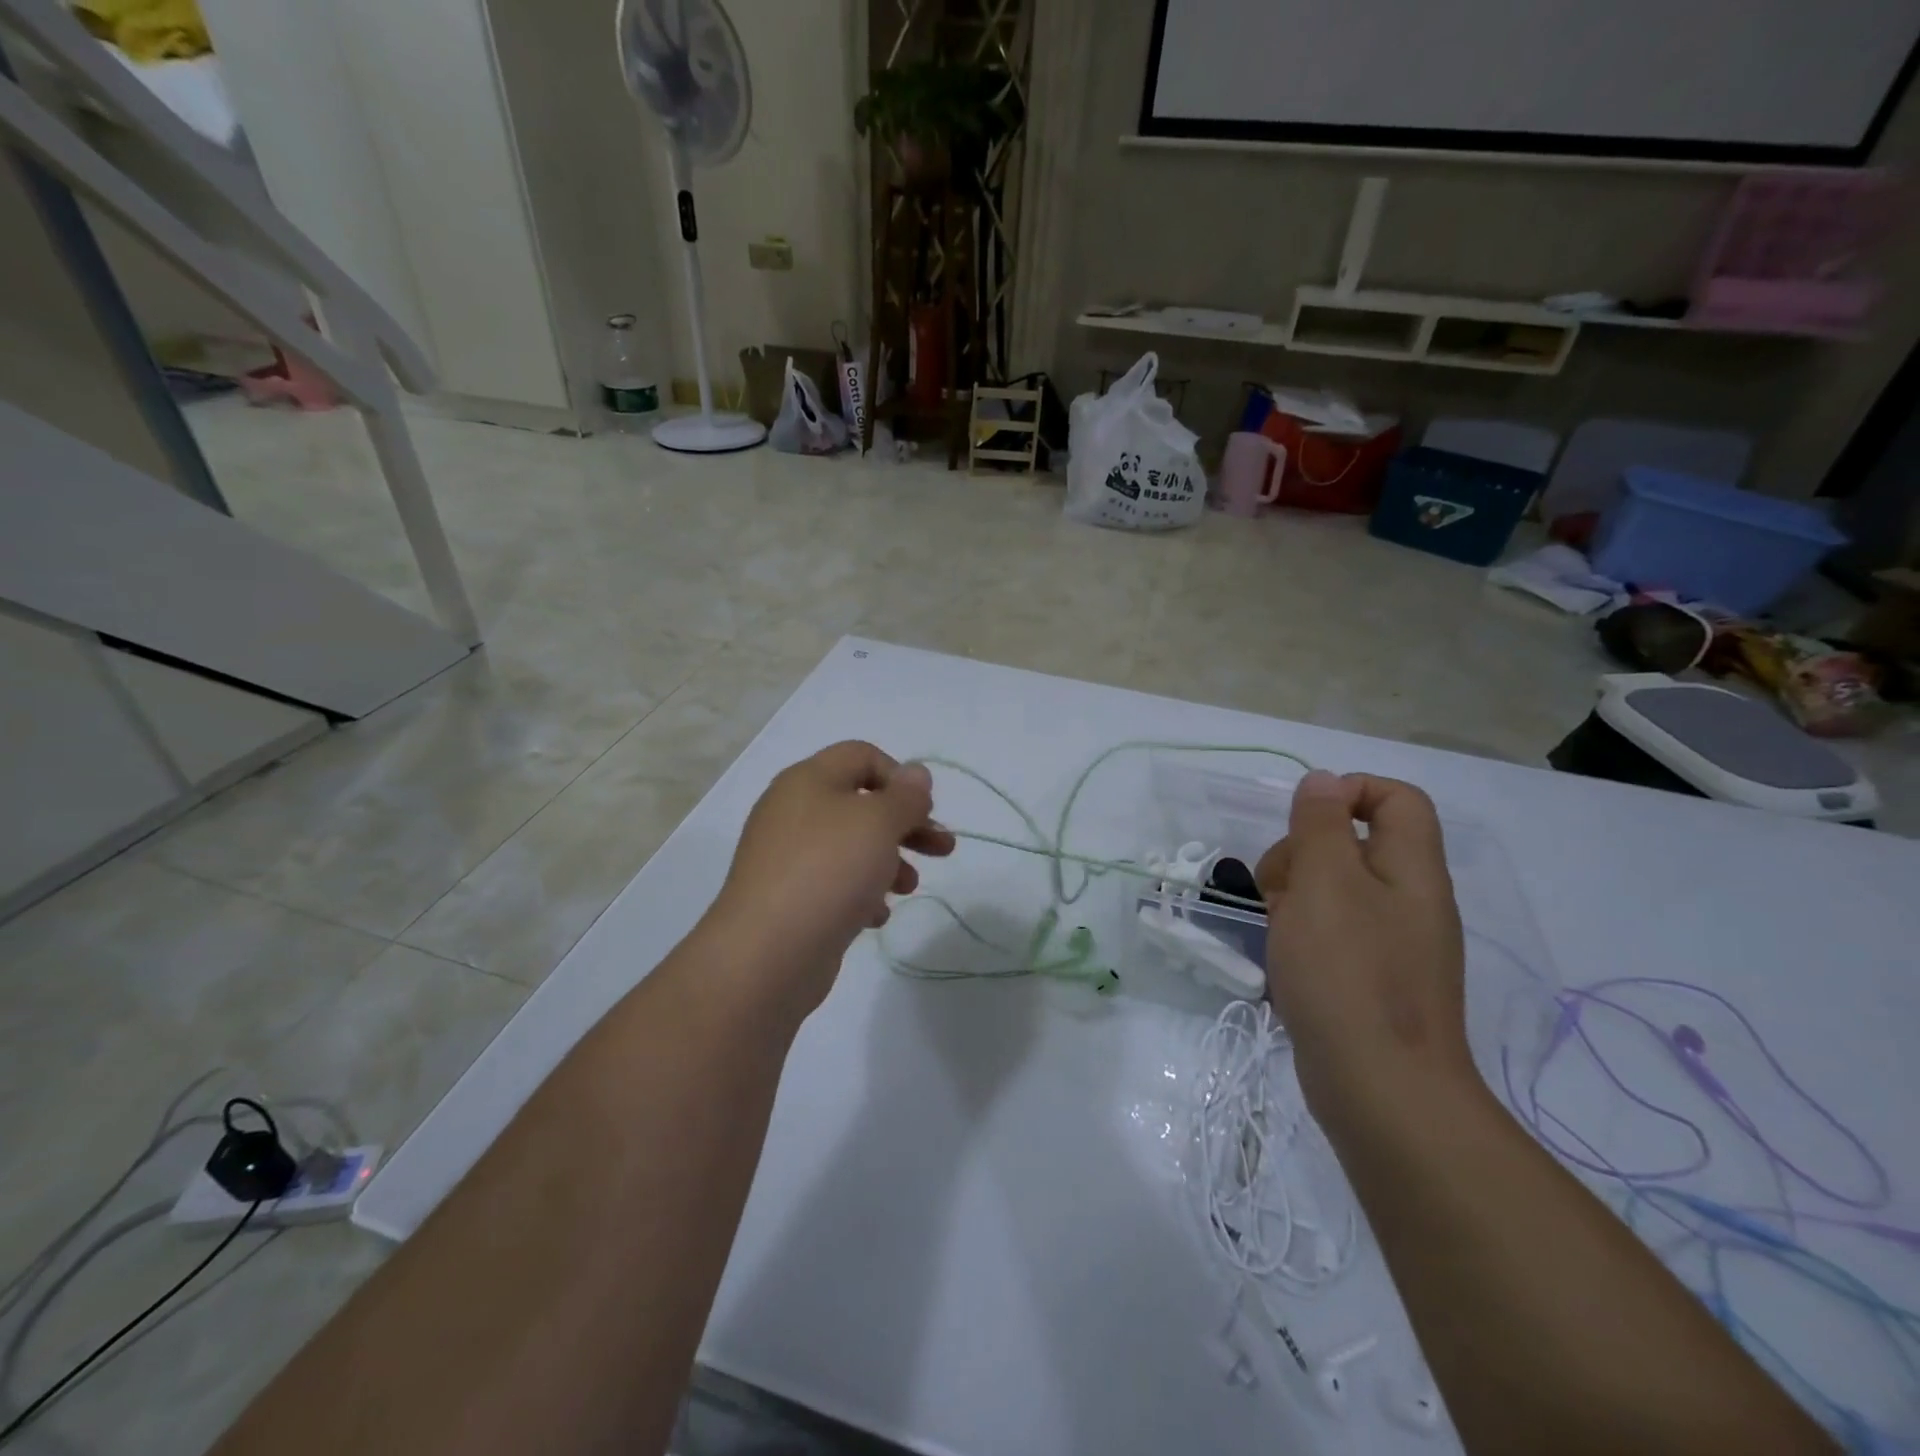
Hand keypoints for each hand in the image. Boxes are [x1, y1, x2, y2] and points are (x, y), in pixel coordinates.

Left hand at [708, 742, 953, 1022]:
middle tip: (943, 848)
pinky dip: (862, 893)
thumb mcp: (878, 822)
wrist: (767, 953)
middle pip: (862, 804)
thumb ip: (905, 796)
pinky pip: (834, 883)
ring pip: (851, 846)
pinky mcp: (789, 898)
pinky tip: (876, 916)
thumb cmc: (828, 871)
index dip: (900, 776)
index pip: (862, 755)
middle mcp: (794, 812)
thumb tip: (916, 774)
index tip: (925, 810)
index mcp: (809, 780)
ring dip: (890, 861)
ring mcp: (788, 857)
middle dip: (907, 824)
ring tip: (910, 888)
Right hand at [1255, 771, 1472, 1123]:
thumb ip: (1321, 824)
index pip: (1397, 799)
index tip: (1302, 821)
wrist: (1380, 1090)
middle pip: (1357, 843)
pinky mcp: (1372, 980)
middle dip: (1305, 850)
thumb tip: (1323, 782)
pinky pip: (1334, 932)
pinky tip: (1284, 957)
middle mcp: (1410, 901)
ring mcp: (1393, 944)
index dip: (1349, 792)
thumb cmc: (1348, 973)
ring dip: (1296, 893)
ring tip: (1276, 926)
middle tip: (1278, 885)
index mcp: (1412, 870)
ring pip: (1336, 890)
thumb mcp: (1326, 882)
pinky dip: (1303, 932)